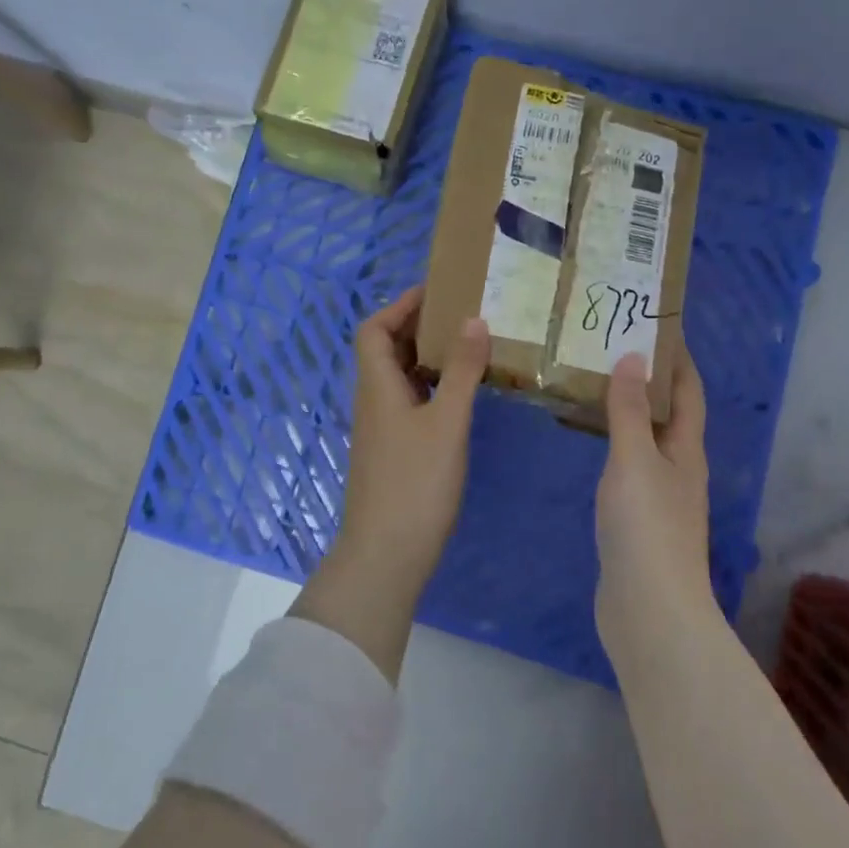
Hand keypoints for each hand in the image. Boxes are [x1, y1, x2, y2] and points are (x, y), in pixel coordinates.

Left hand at [332, 286, 489, 603]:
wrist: (386, 554)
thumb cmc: (415, 483)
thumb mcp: (447, 422)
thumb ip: (462, 371)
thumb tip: (474, 320)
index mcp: (377, 385)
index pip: (374, 329)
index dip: (399, 306)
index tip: (437, 292)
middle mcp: (374, 399)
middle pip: (387, 349)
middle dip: (419, 327)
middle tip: (462, 315)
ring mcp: (382, 427)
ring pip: (401, 377)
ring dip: (428, 357)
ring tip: (469, 346)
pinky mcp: (394, 449)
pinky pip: (410, 401)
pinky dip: (432, 387)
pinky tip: (461, 393)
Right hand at [594, 348, 714, 667]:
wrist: (648, 610)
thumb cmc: (646, 527)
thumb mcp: (635, 460)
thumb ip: (630, 410)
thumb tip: (634, 357)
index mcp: (686, 450)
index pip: (688, 392)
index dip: (677, 358)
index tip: (656, 324)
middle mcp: (679, 469)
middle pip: (668, 414)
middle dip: (648, 379)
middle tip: (611, 347)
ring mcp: (659, 497)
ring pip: (646, 439)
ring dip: (629, 410)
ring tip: (595, 382)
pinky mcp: (637, 521)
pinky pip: (626, 465)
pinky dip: (612, 442)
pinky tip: (588, 441)